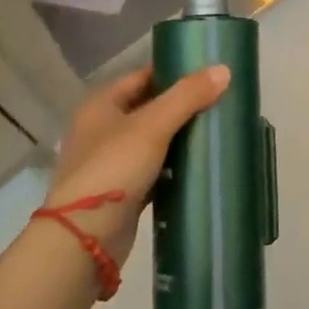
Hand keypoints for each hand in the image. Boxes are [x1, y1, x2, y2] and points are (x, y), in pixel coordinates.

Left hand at [43, 63, 229, 267]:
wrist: (84, 238)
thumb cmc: (114, 168)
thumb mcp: (153, 125)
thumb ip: (187, 96)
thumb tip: (223, 70)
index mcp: (100, 105)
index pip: (141, 77)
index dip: (173, 73)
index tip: (207, 75)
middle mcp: (101, 130)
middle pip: (147, 109)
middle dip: (180, 107)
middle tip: (218, 103)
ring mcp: (109, 164)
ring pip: (151, 142)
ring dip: (177, 139)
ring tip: (214, 132)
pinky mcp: (120, 194)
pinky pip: (152, 172)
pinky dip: (171, 169)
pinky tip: (198, 168)